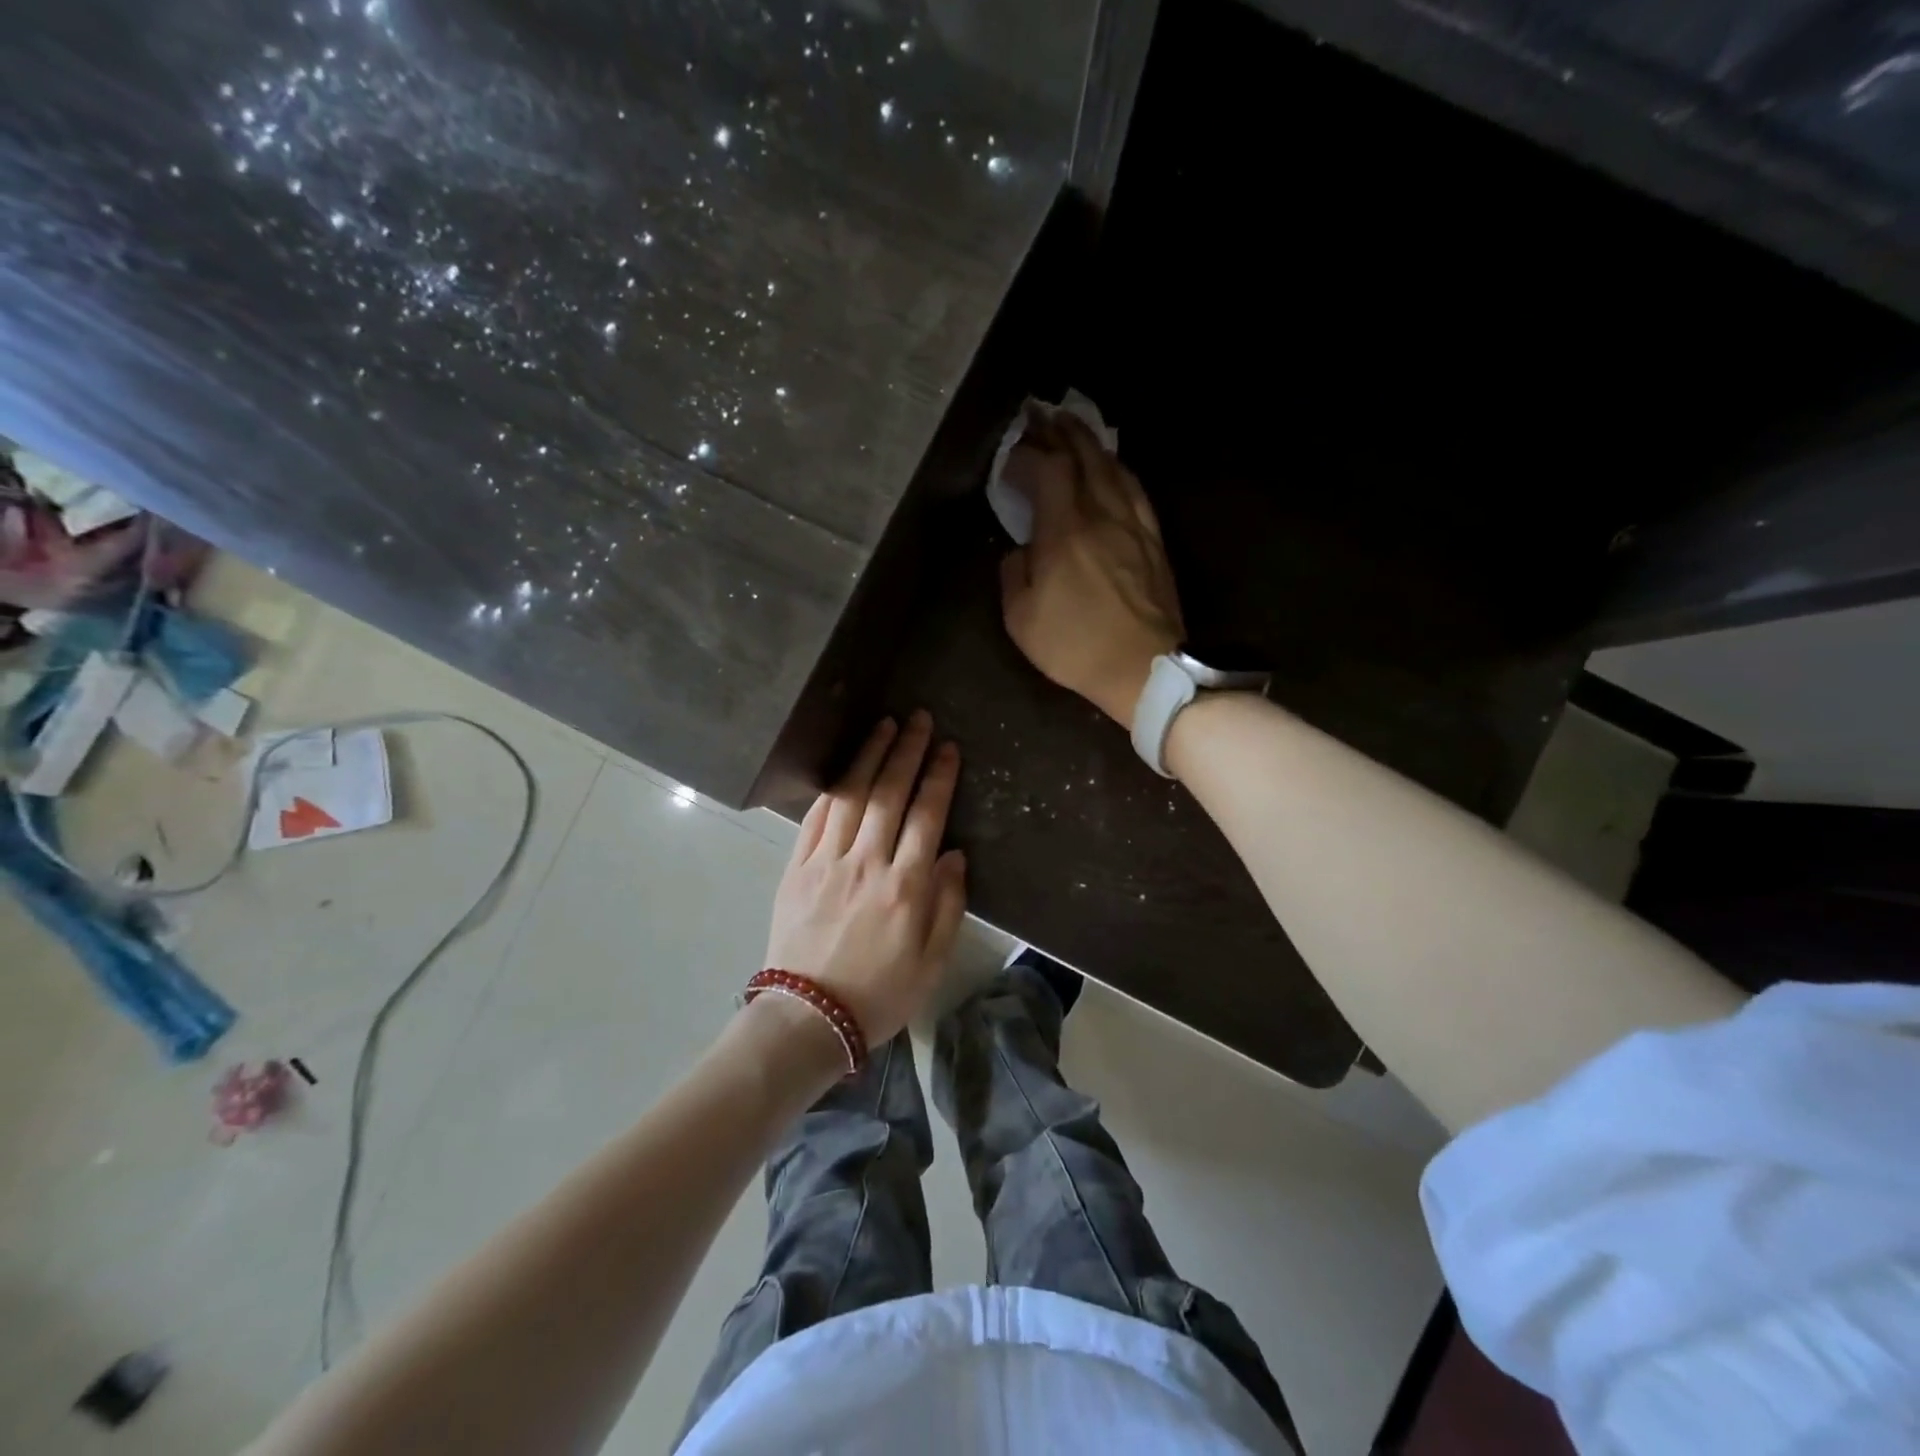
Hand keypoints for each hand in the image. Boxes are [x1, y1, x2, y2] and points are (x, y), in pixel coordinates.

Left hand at [764, 712, 967, 1045]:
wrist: (808, 1018)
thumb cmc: (880, 994)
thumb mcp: (932, 961)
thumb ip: (948, 904)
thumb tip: (953, 854)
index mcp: (906, 887)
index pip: (927, 816)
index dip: (938, 777)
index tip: (947, 748)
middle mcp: (867, 863)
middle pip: (889, 794)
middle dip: (906, 751)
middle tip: (917, 718)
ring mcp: (827, 863)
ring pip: (852, 797)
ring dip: (869, 758)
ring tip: (884, 726)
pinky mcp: (797, 869)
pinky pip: (816, 819)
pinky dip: (832, 789)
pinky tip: (845, 770)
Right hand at [999, 411, 1183, 725]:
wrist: (1142, 670)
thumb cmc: (1075, 647)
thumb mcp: (1020, 619)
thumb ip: (1012, 573)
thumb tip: (1020, 550)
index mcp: (1064, 532)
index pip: (1047, 470)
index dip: (1027, 454)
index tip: (1009, 455)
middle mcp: (1101, 515)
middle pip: (1083, 456)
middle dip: (1059, 431)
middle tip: (1040, 414)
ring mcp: (1133, 525)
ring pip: (1113, 467)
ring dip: (1090, 443)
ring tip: (1072, 428)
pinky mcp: (1153, 541)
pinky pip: (1136, 490)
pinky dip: (1118, 469)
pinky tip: (1112, 466)